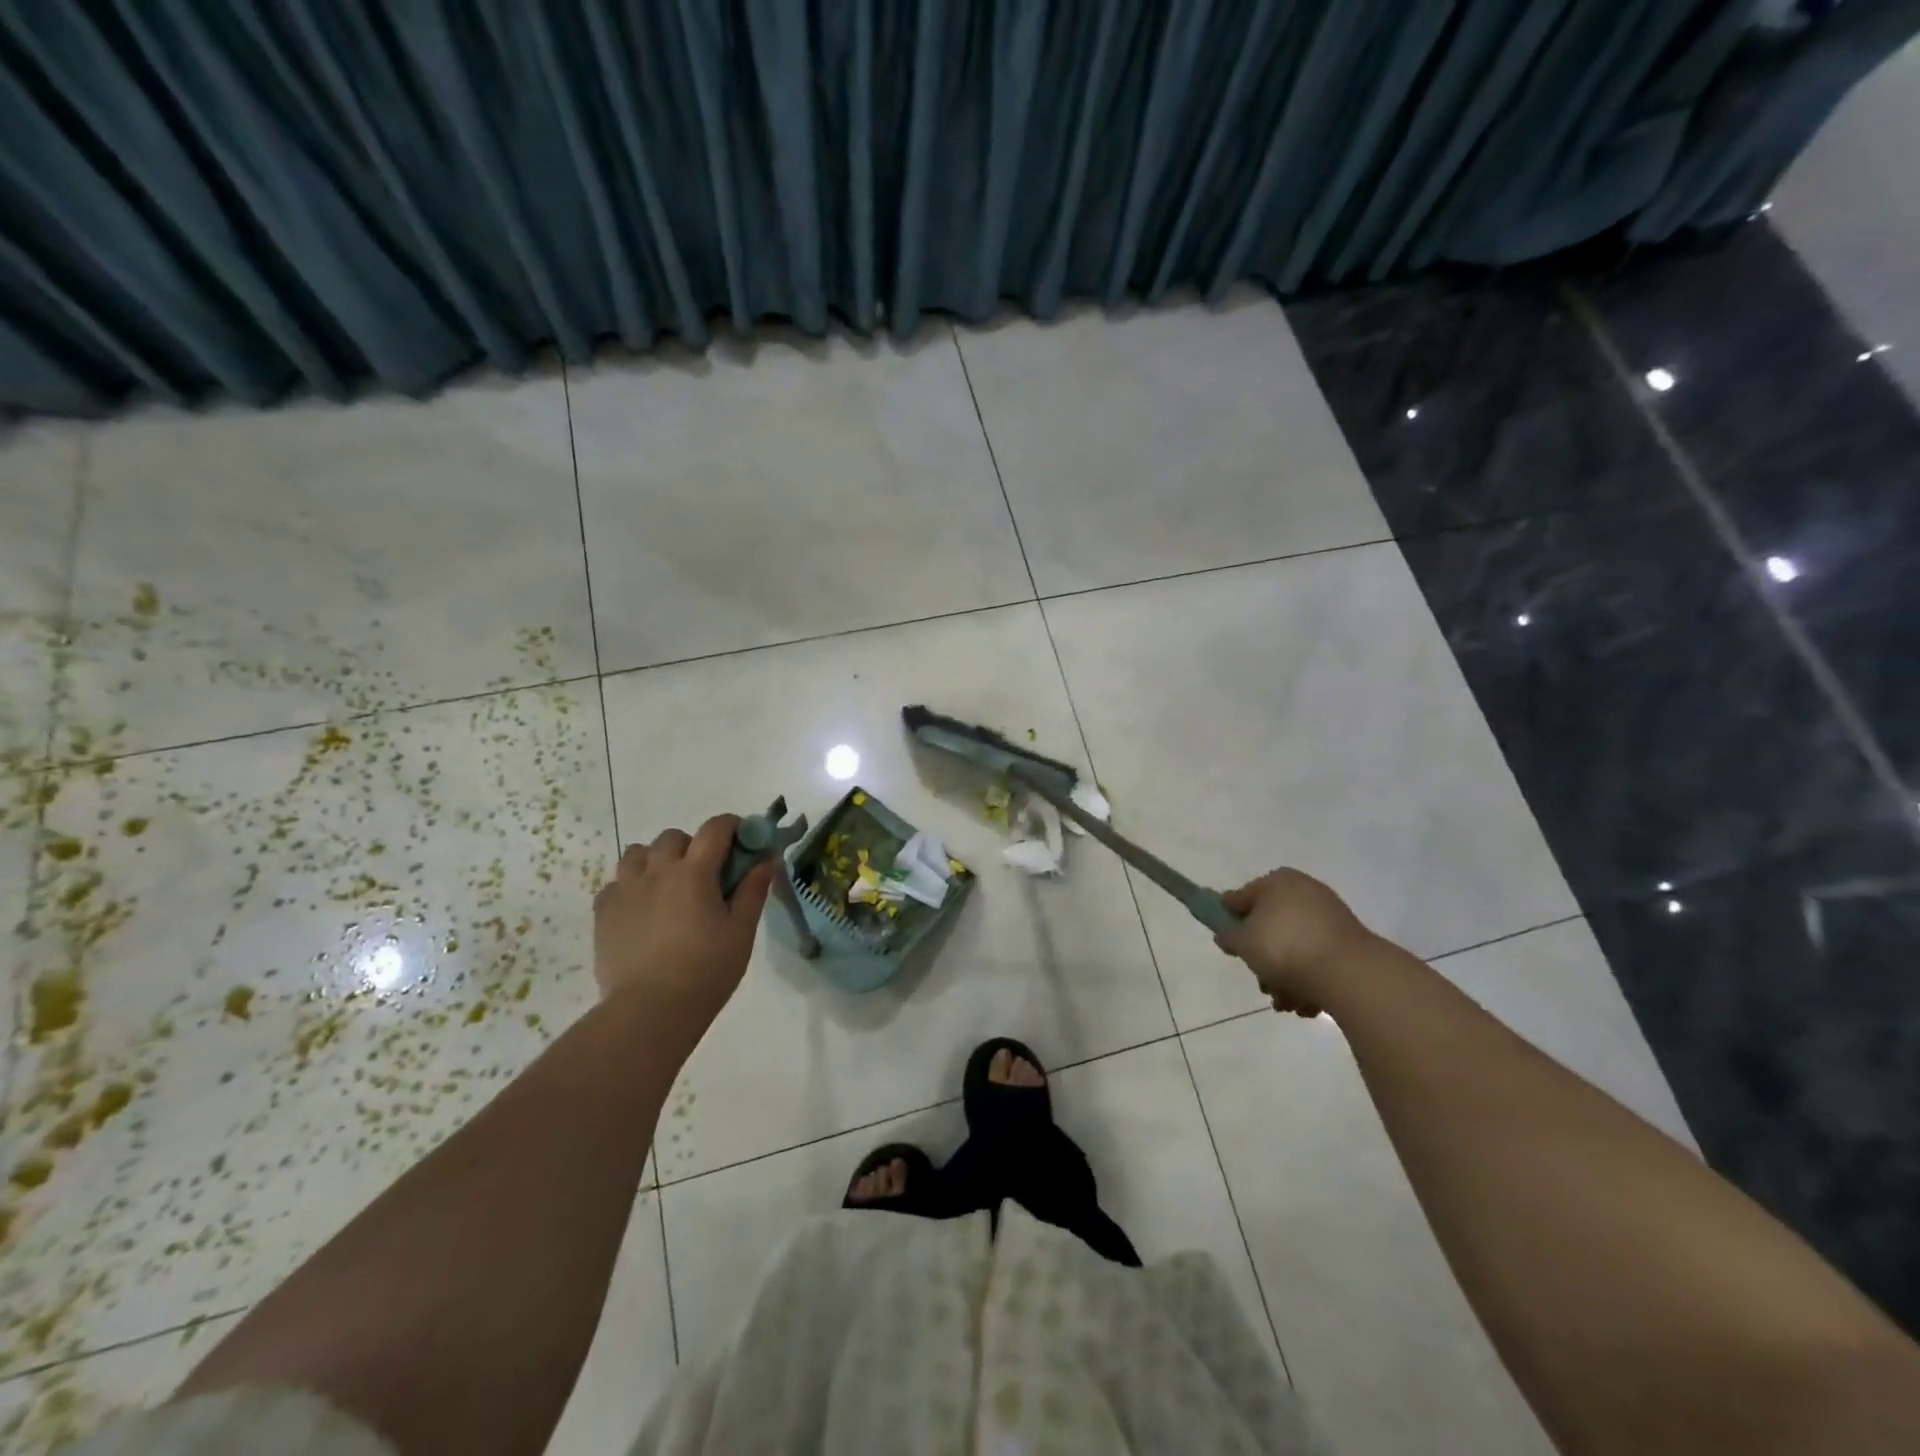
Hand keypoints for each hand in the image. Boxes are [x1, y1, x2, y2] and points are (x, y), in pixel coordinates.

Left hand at [592, 816, 775, 1025]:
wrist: (649, 1012)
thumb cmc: (706, 971)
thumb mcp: (741, 931)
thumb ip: (754, 890)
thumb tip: (768, 859)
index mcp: (694, 872)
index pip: (715, 828)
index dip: (733, 826)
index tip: (744, 840)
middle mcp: (656, 871)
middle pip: (673, 837)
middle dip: (693, 846)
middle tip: (706, 875)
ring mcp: (625, 890)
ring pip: (637, 853)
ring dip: (656, 860)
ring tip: (668, 888)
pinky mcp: (603, 913)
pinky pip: (615, 883)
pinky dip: (630, 886)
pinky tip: (642, 911)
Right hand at [1214, 868, 1376, 1016]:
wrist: (1348, 973)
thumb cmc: (1284, 947)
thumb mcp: (1243, 942)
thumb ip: (1229, 936)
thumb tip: (1226, 934)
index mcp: (1278, 882)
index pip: (1242, 897)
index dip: (1230, 919)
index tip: (1228, 944)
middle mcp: (1305, 892)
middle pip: (1270, 926)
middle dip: (1263, 959)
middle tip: (1261, 981)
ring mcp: (1330, 918)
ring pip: (1294, 948)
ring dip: (1284, 977)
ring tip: (1285, 1001)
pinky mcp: (1349, 944)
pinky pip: (1318, 960)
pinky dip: (1309, 980)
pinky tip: (1306, 1003)